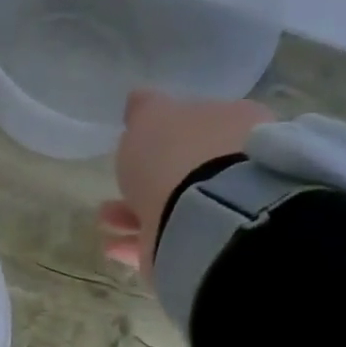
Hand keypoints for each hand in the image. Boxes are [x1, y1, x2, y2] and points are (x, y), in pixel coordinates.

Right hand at [100, 88, 274, 278]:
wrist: (203, 217)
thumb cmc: (177, 154)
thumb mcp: (151, 117)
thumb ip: (144, 108)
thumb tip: (140, 99)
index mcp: (236, 122)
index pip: (204, 122)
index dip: (172, 134)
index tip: (141, 145)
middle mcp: (239, 164)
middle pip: (188, 169)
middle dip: (150, 178)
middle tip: (120, 183)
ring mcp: (227, 209)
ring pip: (174, 207)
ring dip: (136, 212)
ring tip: (106, 219)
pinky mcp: (209, 247)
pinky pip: (167, 241)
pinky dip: (138, 242)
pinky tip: (113, 245)